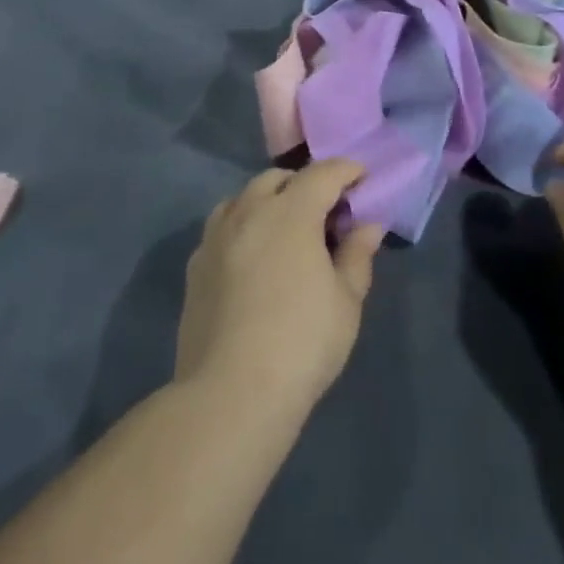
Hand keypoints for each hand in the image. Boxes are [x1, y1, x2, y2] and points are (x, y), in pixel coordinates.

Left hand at [175, 159, 386, 413]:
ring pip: (244, 198)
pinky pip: (222, 226)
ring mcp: (216, 237)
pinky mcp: (196, 265)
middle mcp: (249, 211)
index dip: (347, 171)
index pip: (323, 173)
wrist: (230, 393)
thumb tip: (368, 225)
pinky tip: (254, 257)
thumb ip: (357, 255)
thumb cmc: (302, 343)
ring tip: (286, 231)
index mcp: (291, 212)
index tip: (362, 179)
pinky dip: (244, 226)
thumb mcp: (346, 301)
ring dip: (269, 201)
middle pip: (278, 178)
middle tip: (326, 213)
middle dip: (306, 184)